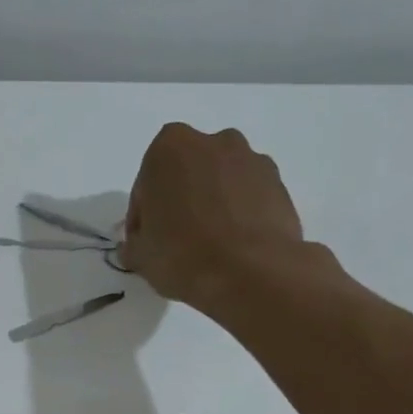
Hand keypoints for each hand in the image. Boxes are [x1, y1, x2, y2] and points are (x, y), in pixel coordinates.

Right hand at [121, 123, 311, 308]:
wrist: (251, 272)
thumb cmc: (182, 255)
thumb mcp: (139, 256)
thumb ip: (133, 243)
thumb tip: (135, 246)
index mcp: (170, 148)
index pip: (146, 183)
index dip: (142, 215)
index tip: (146, 240)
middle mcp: (214, 141)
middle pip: (187, 174)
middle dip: (180, 199)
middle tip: (176, 239)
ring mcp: (252, 160)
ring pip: (220, 182)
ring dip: (212, 204)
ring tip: (209, 245)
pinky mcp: (279, 184)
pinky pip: (248, 197)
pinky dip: (239, 214)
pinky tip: (233, 246)